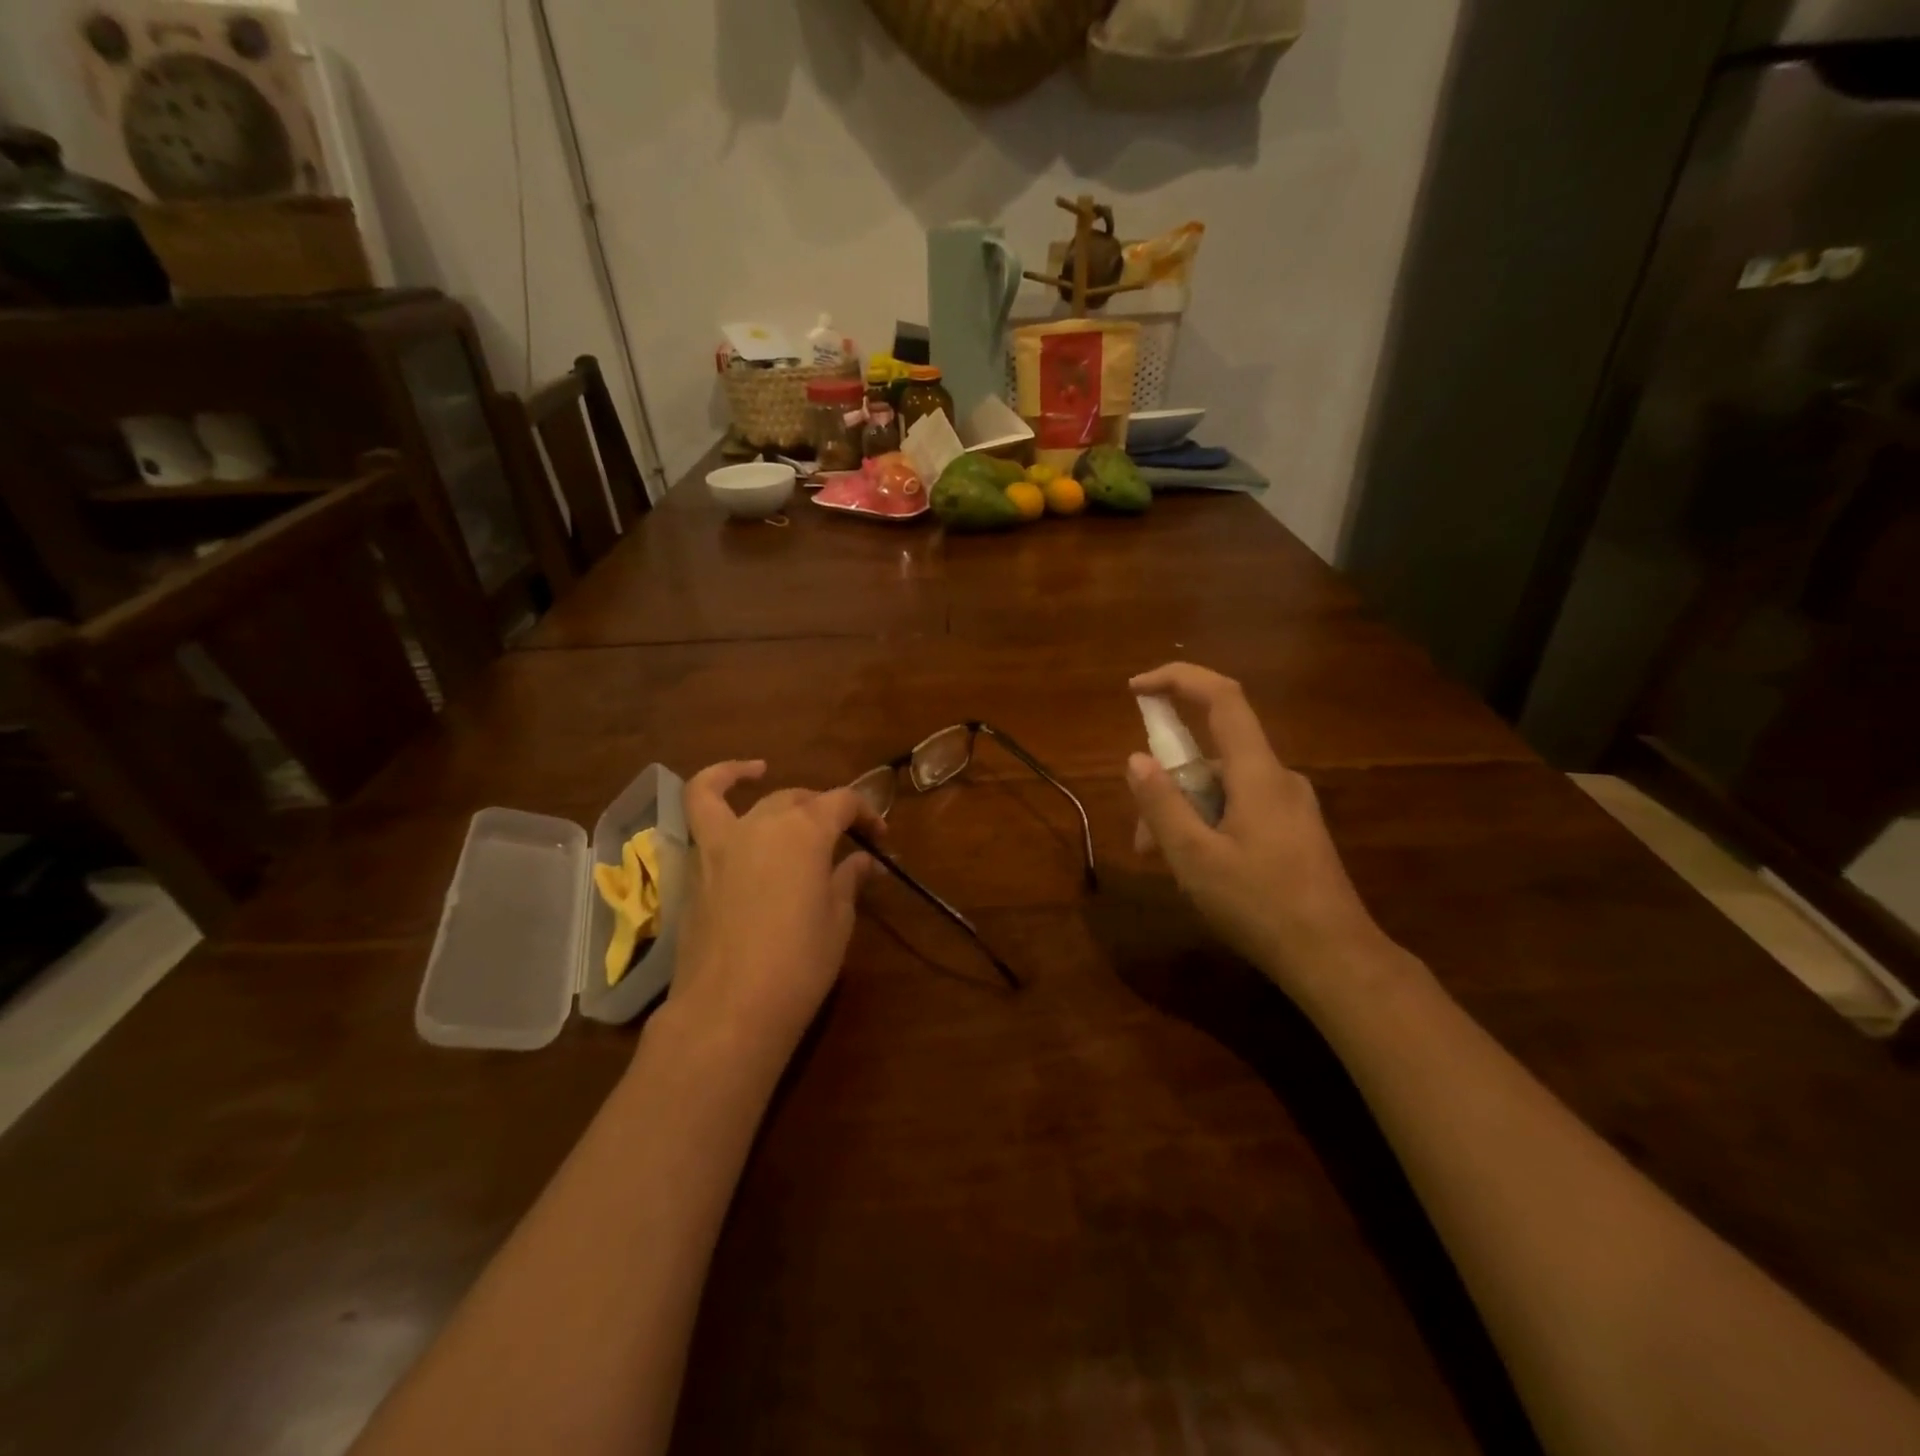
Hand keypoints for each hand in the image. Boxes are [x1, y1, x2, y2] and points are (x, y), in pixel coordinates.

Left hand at [661, 761, 881, 1067]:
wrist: (728, 1009)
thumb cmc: (798, 965)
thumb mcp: (837, 921)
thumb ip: (848, 881)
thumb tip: (863, 862)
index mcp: (807, 832)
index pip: (843, 802)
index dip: (866, 813)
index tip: (880, 838)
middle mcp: (765, 822)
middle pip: (802, 799)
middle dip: (828, 812)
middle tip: (846, 840)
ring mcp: (724, 839)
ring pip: (757, 799)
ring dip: (779, 793)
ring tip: (789, 797)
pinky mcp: (697, 863)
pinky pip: (701, 809)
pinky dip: (717, 785)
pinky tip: (731, 787)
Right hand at [1126, 664, 1384, 996]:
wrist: (1335, 959)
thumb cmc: (1261, 905)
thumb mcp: (1195, 858)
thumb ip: (1162, 804)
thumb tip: (1136, 759)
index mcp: (1258, 773)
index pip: (1222, 697)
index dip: (1177, 680)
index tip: (1136, 689)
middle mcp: (1279, 778)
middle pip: (1213, 756)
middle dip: (1169, 784)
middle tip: (1143, 837)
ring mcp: (1291, 806)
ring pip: (1224, 789)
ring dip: (1185, 813)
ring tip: (1165, 863)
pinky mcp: (1295, 832)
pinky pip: (1241, 810)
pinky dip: (1209, 825)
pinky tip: (1199, 870)